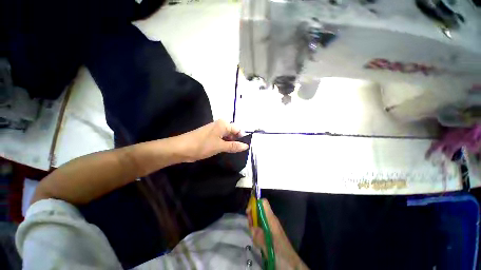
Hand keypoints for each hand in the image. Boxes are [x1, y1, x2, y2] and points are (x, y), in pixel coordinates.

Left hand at [176, 120, 248, 161]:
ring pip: (227, 137)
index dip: (241, 138)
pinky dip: (224, 144)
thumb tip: (246, 146)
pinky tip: (225, 151)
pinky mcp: (210, 136)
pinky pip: (221, 139)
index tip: (243, 148)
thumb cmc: (202, 145)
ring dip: (230, 144)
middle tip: (239, 151)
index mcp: (223, 124)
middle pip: (233, 132)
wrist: (181, 148)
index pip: (238, 129)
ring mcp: (214, 131)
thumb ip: (234, 146)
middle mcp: (220, 125)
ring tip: (233, 152)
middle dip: (236, 141)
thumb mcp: (220, 146)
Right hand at [247, 199, 308, 269]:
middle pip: (258, 210)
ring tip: (256, 240)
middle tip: (251, 229)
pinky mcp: (269, 234)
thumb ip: (260, 236)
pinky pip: (259, 229)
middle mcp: (270, 220)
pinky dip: (256, 234)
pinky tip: (258, 244)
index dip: (255, 203)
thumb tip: (252, 227)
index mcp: (271, 219)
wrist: (291, 265)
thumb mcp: (269, 245)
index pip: (263, 203)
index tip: (248, 212)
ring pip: (257, 220)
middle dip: (252, 217)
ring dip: (253, 228)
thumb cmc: (281, 253)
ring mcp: (269, 227)